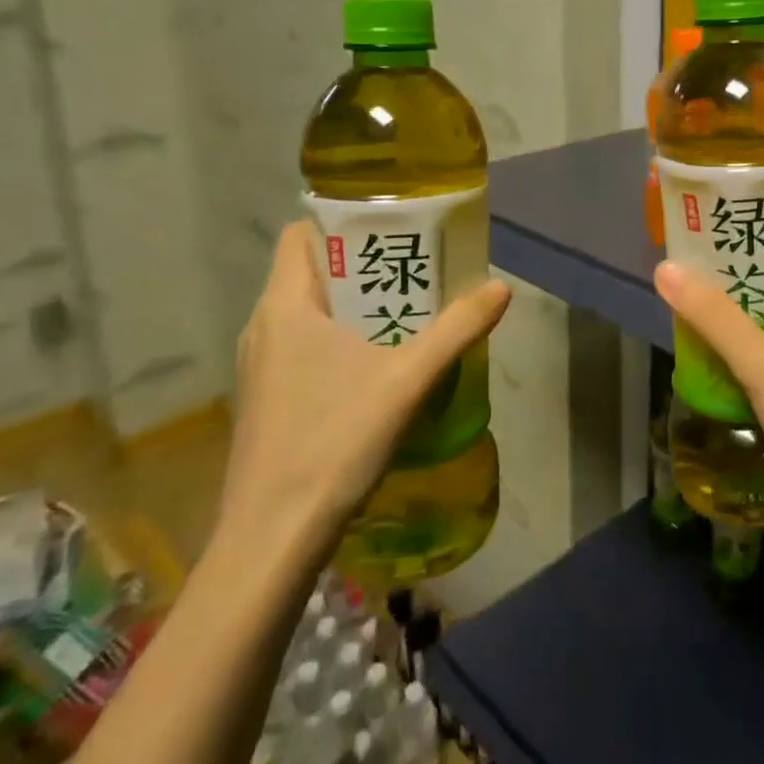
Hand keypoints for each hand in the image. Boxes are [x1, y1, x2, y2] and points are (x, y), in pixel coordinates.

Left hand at [219, 221, 510, 556]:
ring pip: (309, 313)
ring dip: (355, 306)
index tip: (391, 227)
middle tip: (417, 268)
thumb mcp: (408, 379)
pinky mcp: (267, 400)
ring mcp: (261, 367)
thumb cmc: (334, 442)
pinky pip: (305, 346)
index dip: (342, 223)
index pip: (301, 234)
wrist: (272, 540)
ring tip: (407, 312)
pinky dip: (340, 340)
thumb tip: (501, 287)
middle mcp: (264, 328)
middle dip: (363, 265)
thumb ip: (458, 329)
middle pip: (312, 272)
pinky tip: (379, 366)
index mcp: (285, 306)